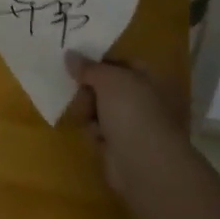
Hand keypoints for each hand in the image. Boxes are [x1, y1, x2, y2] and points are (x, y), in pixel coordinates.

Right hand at [64, 52, 187, 192]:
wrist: (143, 164)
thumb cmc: (131, 112)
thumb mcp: (108, 79)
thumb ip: (88, 67)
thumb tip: (70, 55)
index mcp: (150, 78)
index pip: (122, 62)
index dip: (100, 61)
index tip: (76, 61)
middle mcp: (145, 99)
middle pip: (109, 86)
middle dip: (90, 87)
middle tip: (75, 87)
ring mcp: (134, 124)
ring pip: (102, 108)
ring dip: (89, 109)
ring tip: (82, 112)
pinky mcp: (121, 146)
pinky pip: (101, 130)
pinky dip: (94, 130)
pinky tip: (93, 133)